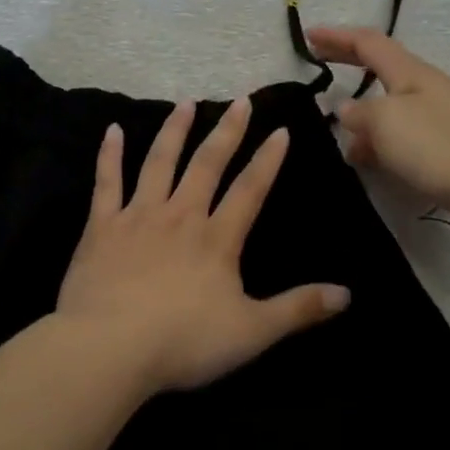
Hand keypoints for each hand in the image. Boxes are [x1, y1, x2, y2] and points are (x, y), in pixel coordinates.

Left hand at [55, 97, 350, 393]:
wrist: (109, 348)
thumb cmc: (183, 342)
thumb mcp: (251, 332)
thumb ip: (298, 309)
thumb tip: (347, 294)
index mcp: (217, 239)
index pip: (250, 190)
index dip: (268, 160)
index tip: (281, 130)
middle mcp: (181, 215)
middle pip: (207, 164)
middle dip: (227, 131)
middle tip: (240, 101)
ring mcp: (139, 216)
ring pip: (160, 162)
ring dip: (175, 130)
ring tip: (187, 103)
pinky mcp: (102, 226)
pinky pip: (107, 182)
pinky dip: (110, 154)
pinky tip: (113, 130)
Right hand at [306, 27, 449, 210]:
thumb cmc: (434, 144)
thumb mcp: (384, 121)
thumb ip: (358, 113)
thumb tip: (347, 109)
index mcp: (409, 71)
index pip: (367, 42)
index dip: (336, 36)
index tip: (308, 34)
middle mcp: (422, 86)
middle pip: (379, 65)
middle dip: (347, 59)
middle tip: (318, 57)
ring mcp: (434, 115)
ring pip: (387, 102)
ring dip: (359, 109)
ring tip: (336, 127)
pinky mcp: (440, 143)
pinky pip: (397, 131)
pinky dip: (375, 137)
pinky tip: (365, 158)